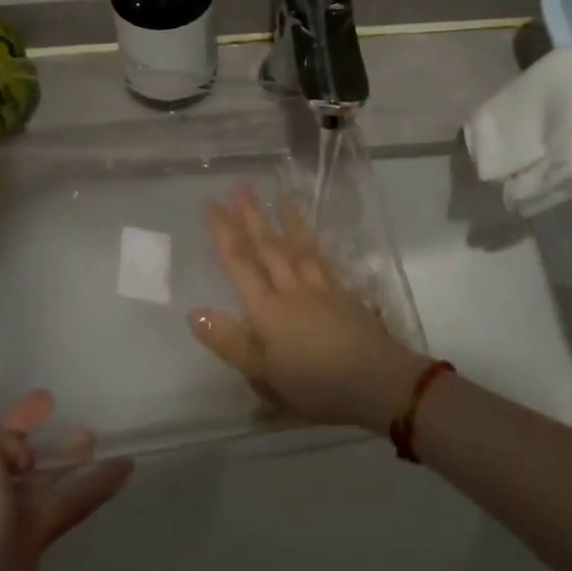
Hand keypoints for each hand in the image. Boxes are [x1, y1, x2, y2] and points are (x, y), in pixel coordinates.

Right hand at [190, 184, 428, 431]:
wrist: (377, 381)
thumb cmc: (315, 384)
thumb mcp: (264, 374)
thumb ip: (230, 342)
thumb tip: (194, 313)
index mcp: (267, 310)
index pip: (239, 264)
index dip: (224, 233)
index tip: (212, 204)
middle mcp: (292, 290)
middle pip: (268, 247)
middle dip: (252, 217)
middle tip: (241, 186)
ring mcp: (321, 289)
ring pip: (299, 248)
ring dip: (287, 221)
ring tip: (281, 196)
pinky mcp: (345, 295)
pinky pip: (324, 261)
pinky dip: (314, 245)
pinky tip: (312, 238)